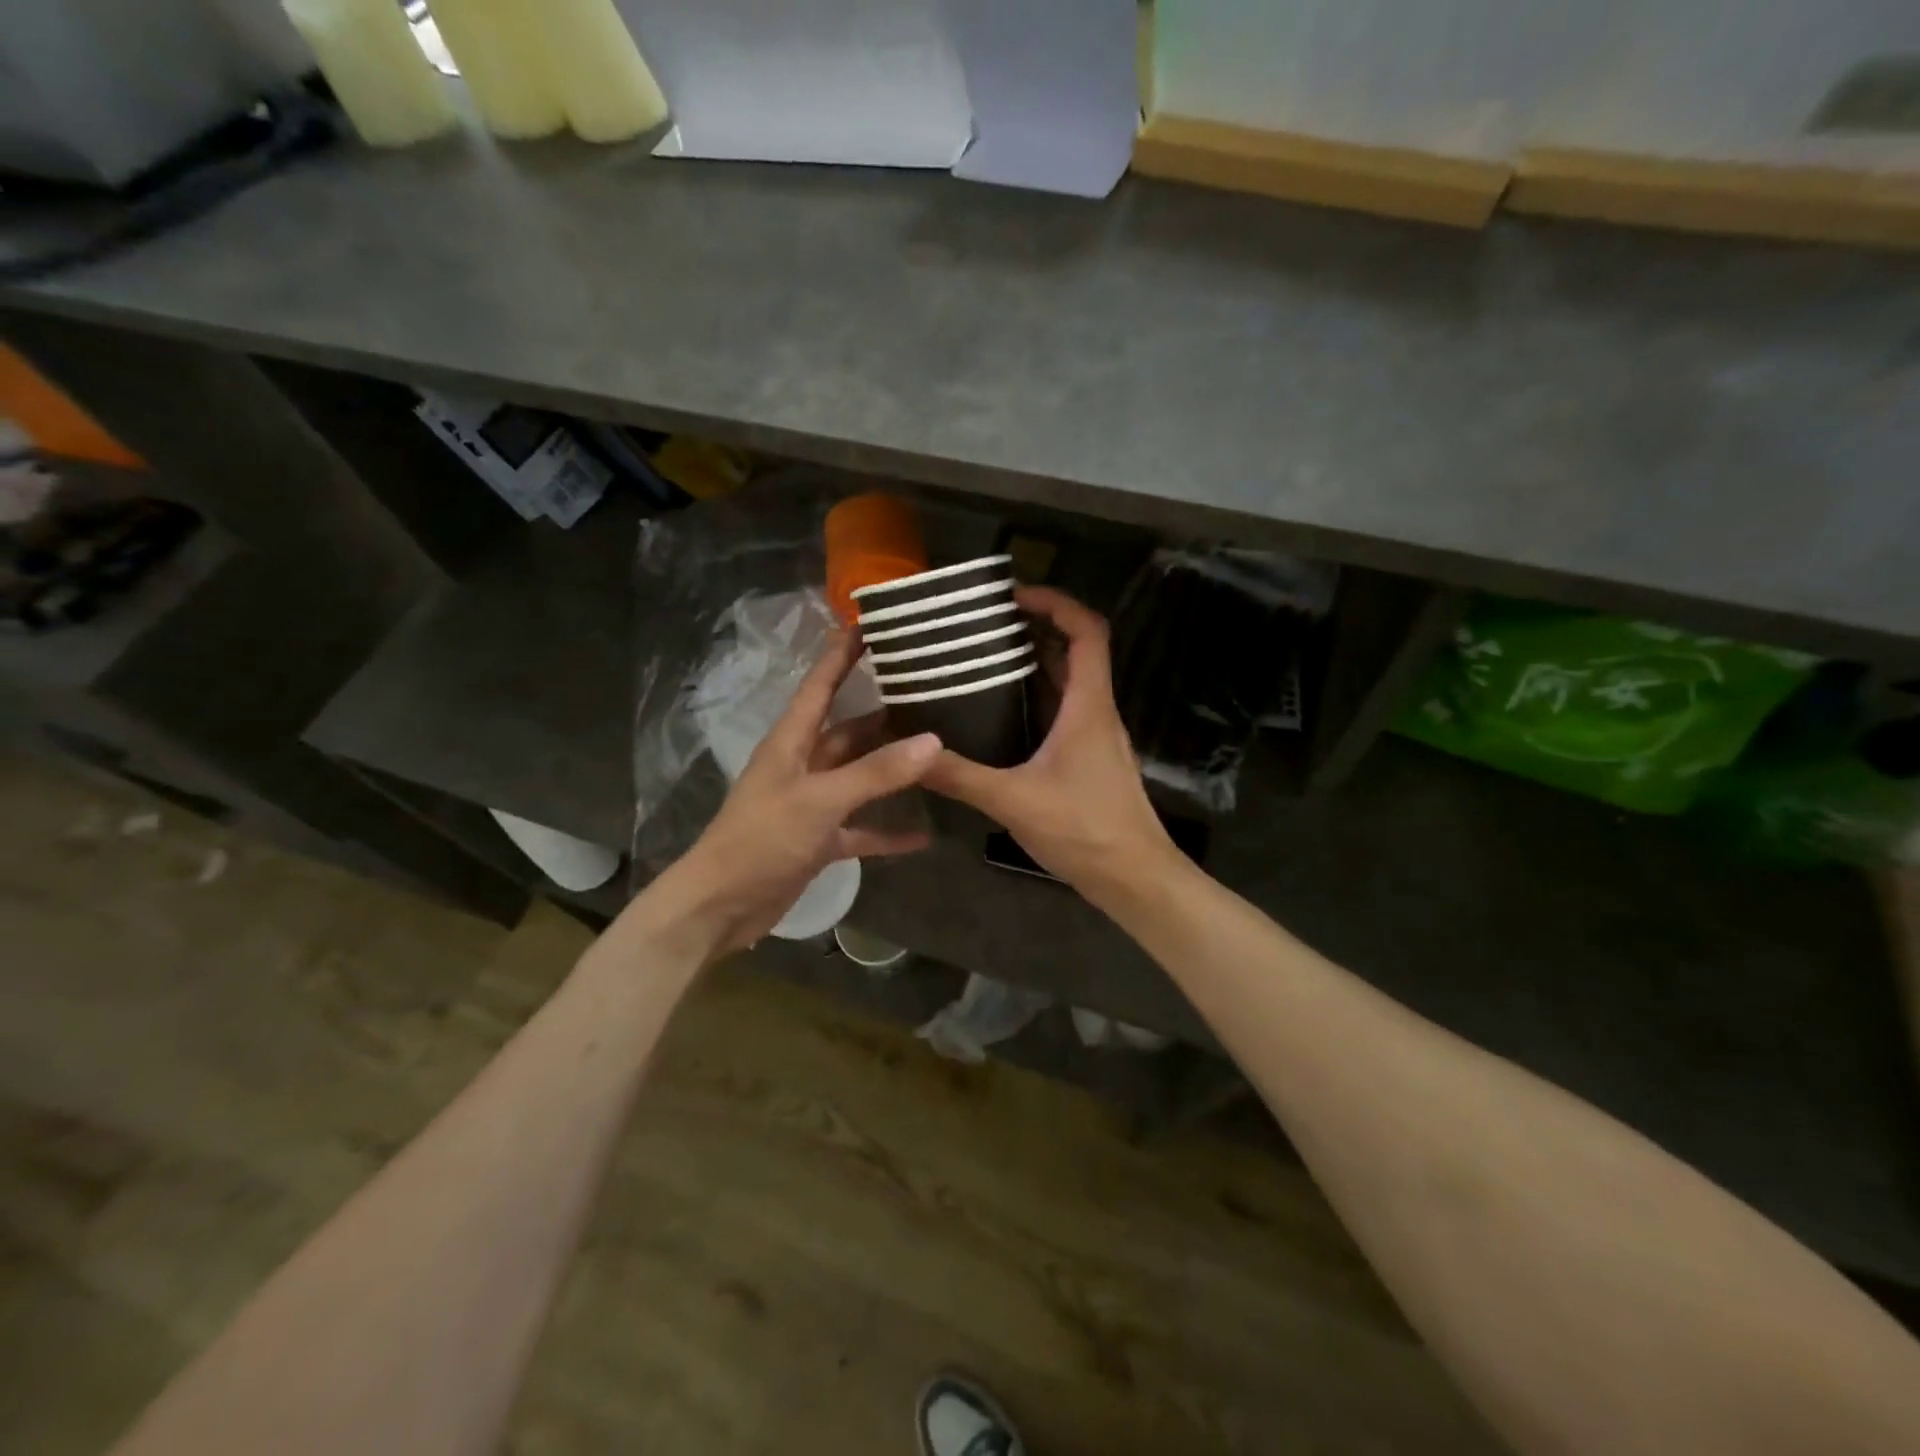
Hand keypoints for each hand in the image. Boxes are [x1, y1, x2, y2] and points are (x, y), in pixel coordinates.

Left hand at [659, 629, 939, 956]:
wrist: (721, 906)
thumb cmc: (761, 840)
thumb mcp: (820, 801)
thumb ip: (876, 773)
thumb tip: (934, 741)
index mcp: (791, 741)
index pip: (820, 685)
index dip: (842, 654)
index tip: (870, 624)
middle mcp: (803, 764)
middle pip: (849, 730)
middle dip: (885, 713)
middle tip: (930, 693)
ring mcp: (812, 803)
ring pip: (859, 776)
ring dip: (891, 769)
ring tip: (938, 752)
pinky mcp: (818, 839)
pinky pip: (861, 827)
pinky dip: (887, 830)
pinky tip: (923, 834)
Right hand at [923, 587, 1177, 907]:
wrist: (1135, 879)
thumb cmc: (1085, 831)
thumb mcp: (1014, 800)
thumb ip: (961, 777)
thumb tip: (911, 754)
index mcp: (1088, 706)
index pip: (1087, 631)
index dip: (1056, 602)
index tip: (1014, 595)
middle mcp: (1096, 712)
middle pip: (1074, 651)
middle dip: (1034, 629)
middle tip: (983, 626)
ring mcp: (1095, 737)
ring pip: (1067, 683)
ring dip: (1033, 664)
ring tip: (982, 659)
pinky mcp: (1088, 760)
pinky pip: (1062, 712)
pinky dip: (1034, 699)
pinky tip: (997, 714)